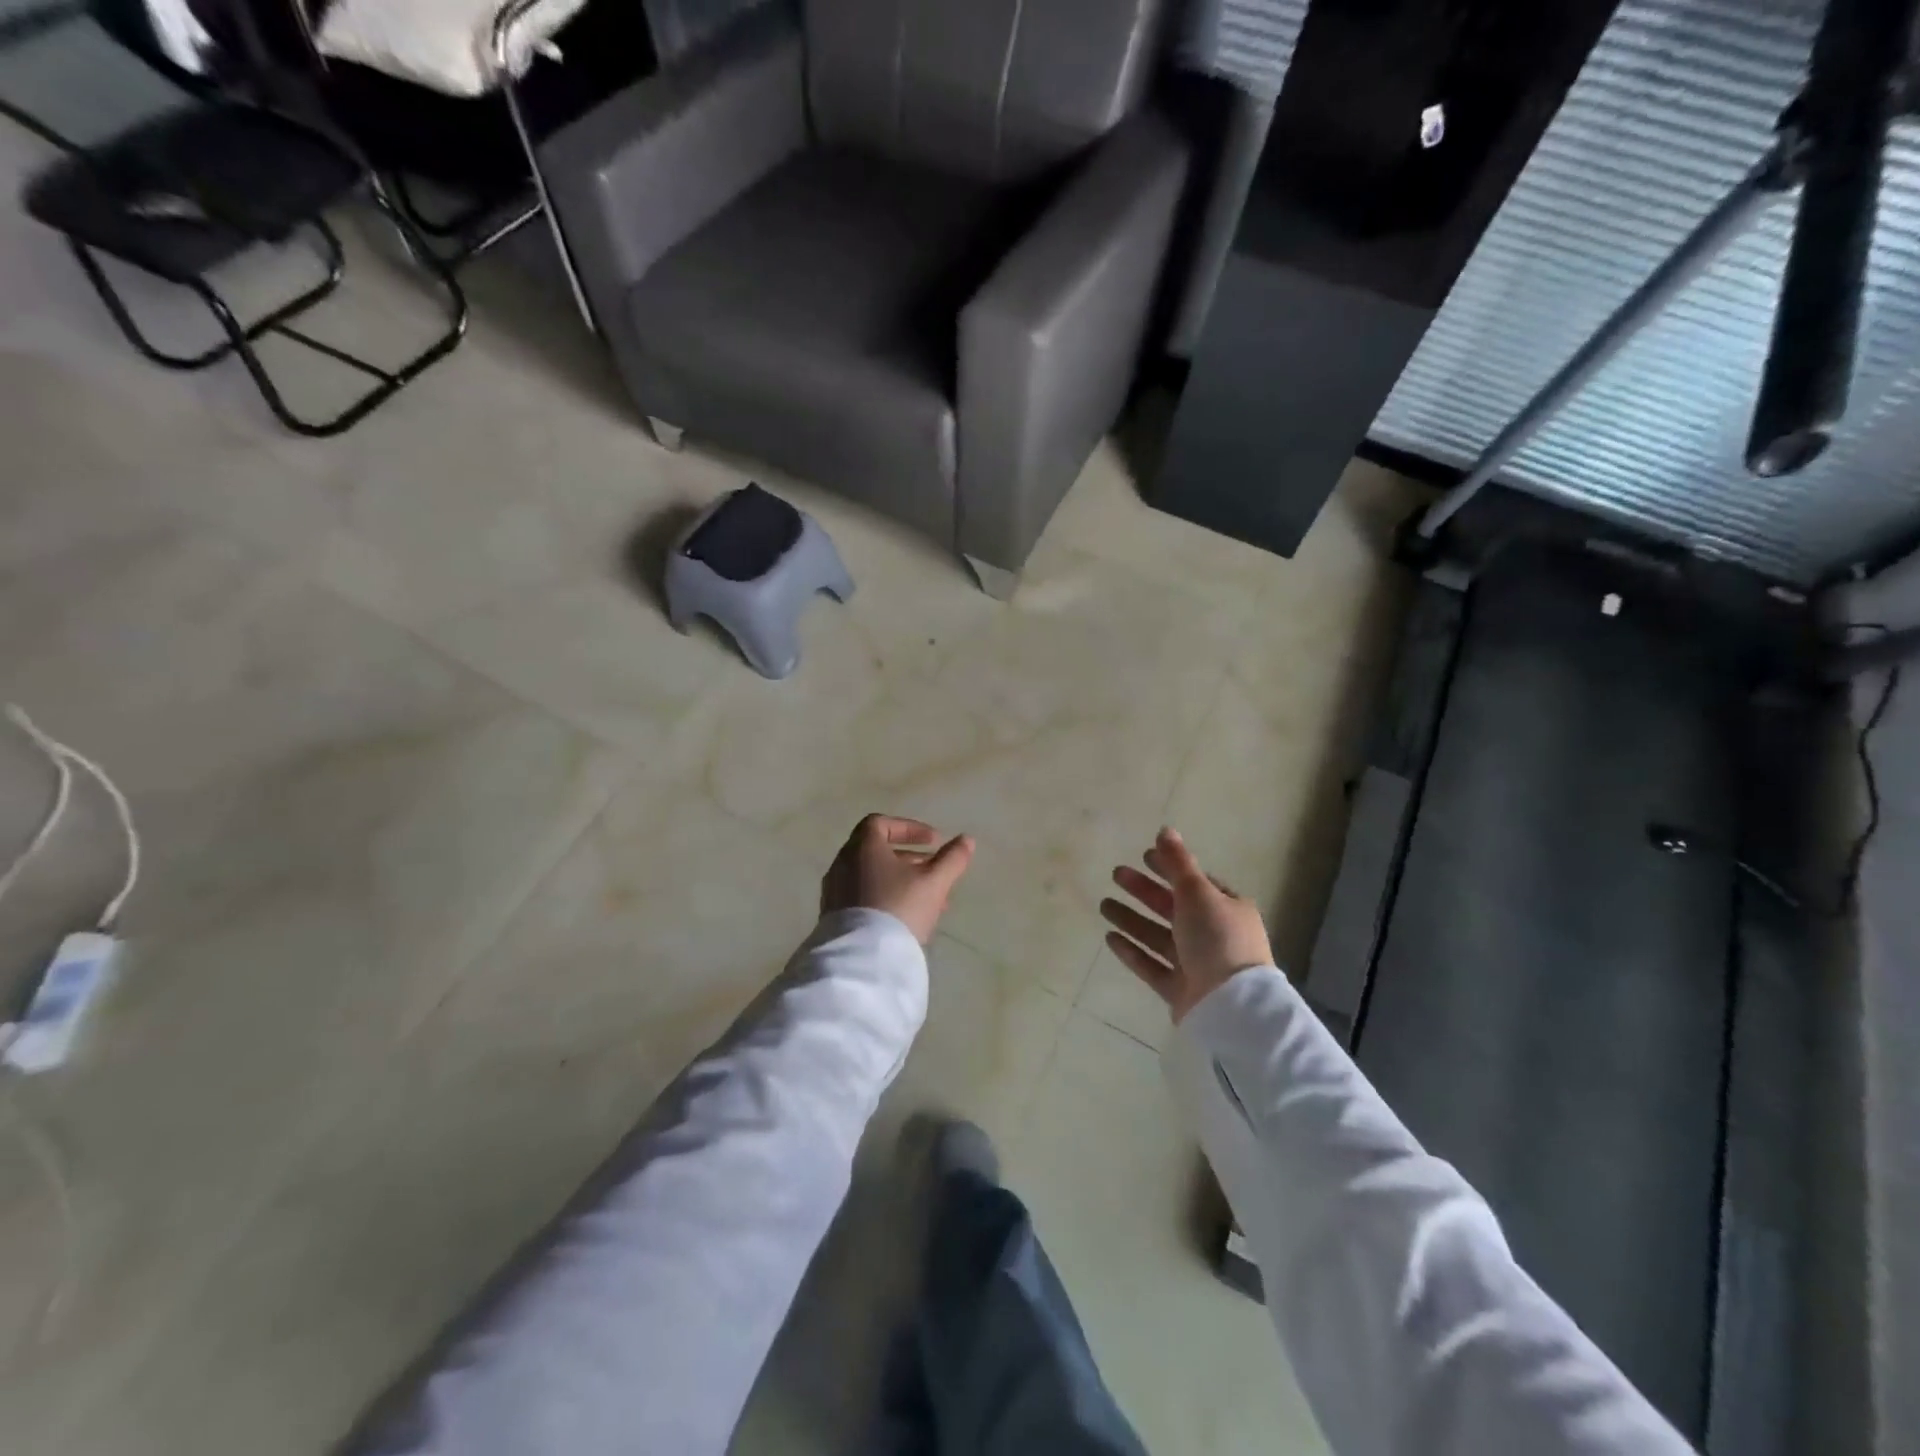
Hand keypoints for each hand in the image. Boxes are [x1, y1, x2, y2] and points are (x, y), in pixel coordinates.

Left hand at [821, 814, 975, 944]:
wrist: (863, 958)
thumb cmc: (900, 908)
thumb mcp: (934, 882)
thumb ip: (952, 858)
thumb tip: (967, 839)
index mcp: (862, 847)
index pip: (880, 823)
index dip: (909, 828)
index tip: (933, 842)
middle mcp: (843, 863)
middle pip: (877, 851)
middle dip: (910, 859)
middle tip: (935, 872)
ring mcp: (835, 891)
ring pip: (872, 876)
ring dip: (900, 882)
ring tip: (929, 901)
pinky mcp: (833, 916)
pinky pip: (862, 897)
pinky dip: (884, 898)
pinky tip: (906, 919)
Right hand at [1100, 828, 1272, 1022]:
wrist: (1231, 1005)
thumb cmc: (1218, 939)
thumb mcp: (1198, 893)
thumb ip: (1178, 863)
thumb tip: (1164, 829)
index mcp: (1227, 909)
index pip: (1195, 883)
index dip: (1170, 868)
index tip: (1143, 856)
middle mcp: (1214, 935)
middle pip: (1173, 908)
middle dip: (1144, 891)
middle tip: (1116, 875)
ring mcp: (1196, 965)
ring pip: (1158, 936)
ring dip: (1132, 919)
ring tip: (1103, 905)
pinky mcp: (1180, 990)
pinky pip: (1152, 966)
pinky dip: (1132, 951)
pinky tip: (1110, 938)